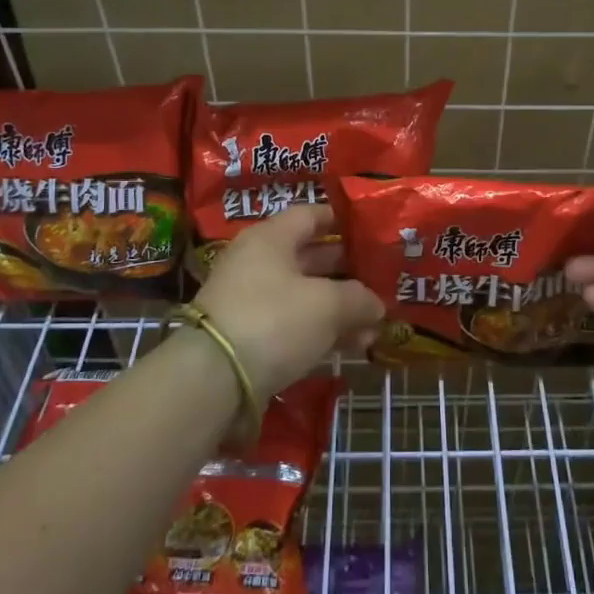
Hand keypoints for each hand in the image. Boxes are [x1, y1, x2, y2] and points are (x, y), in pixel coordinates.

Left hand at [194, 204, 384, 396]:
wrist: (213, 379)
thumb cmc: (274, 320)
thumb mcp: (327, 305)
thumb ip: (358, 298)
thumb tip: (376, 305)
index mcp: (271, 238)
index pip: (310, 215)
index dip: (341, 220)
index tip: (370, 229)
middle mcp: (257, 262)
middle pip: (309, 257)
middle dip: (346, 270)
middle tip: (380, 278)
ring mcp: (250, 301)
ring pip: (304, 295)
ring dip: (339, 307)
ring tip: (374, 322)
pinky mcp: (249, 336)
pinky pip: (293, 324)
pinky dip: (321, 331)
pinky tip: (352, 346)